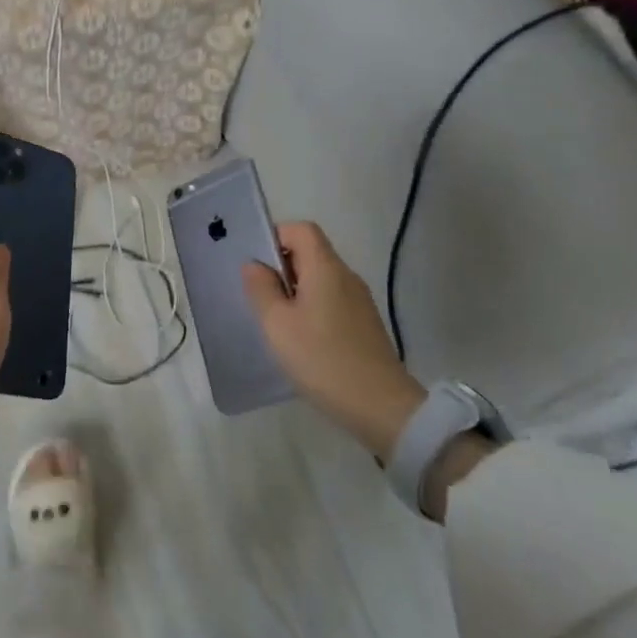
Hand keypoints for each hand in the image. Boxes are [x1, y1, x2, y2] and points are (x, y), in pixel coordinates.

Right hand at [242, 222, 426, 456]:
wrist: (381, 407)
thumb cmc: (322, 359)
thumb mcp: (277, 324)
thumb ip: (261, 289)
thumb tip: (254, 265)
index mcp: (326, 268)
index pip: (301, 229)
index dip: (275, 236)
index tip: (256, 264)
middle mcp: (346, 276)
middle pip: (311, 252)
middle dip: (281, 266)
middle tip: (259, 295)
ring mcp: (360, 301)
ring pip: (320, 279)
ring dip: (295, 290)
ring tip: (276, 319)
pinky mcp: (365, 325)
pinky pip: (332, 300)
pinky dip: (311, 307)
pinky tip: (300, 338)